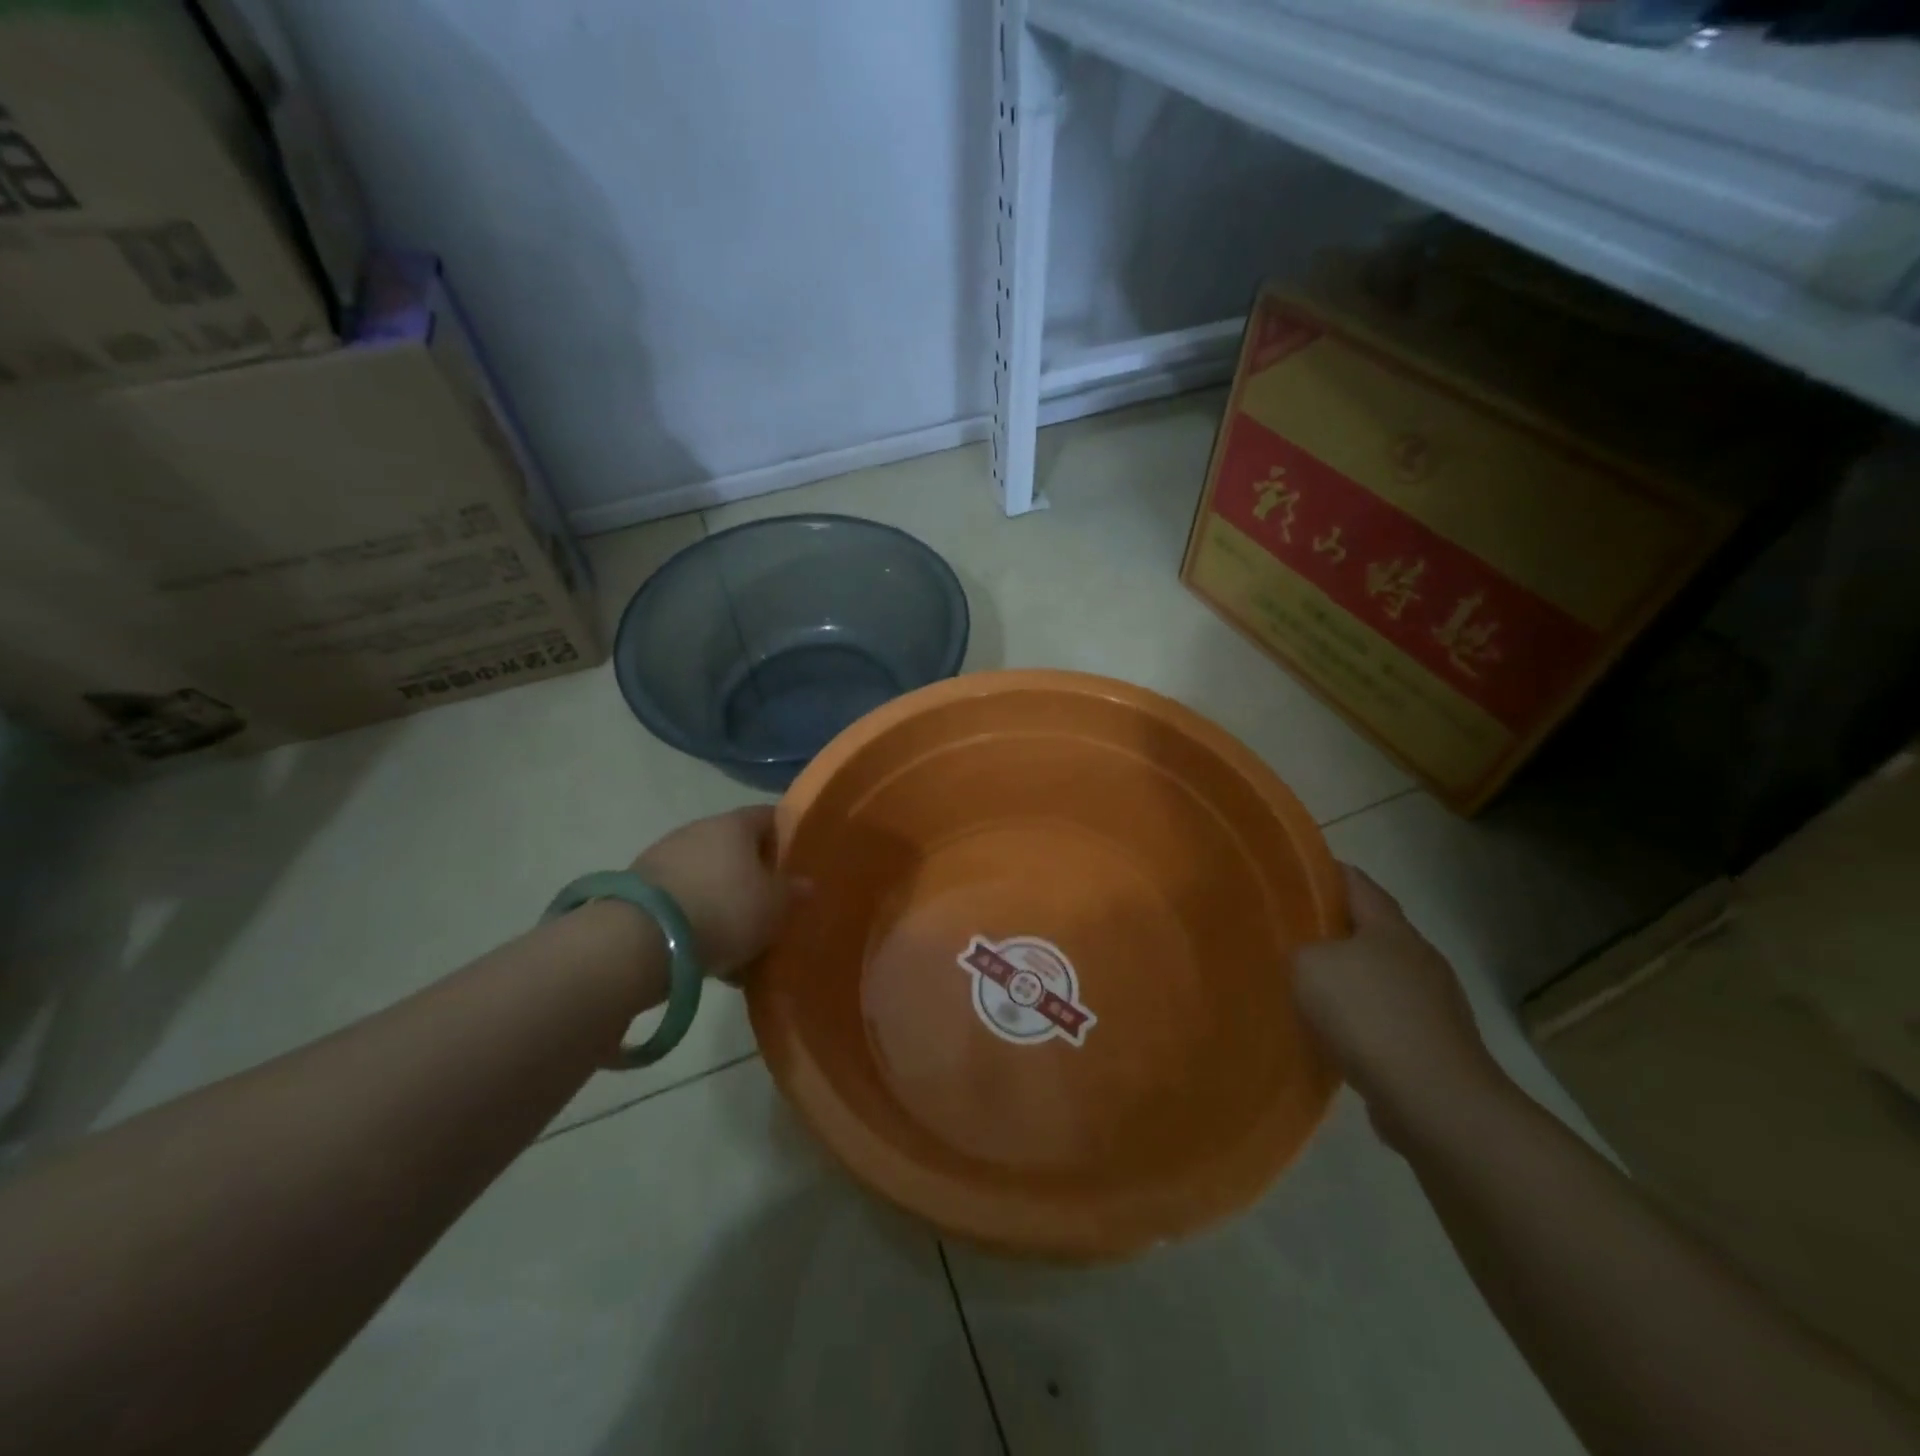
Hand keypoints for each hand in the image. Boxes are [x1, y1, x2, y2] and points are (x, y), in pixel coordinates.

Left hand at [634, 806, 793, 981]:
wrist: (641, 940)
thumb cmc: (724, 909)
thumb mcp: (774, 906)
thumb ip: (792, 892)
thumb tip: (803, 883)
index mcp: (734, 824)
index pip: (769, 816)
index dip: (786, 836)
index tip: (797, 864)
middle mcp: (698, 830)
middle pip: (735, 847)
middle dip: (753, 874)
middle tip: (770, 905)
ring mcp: (664, 857)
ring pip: (707, 876)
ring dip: (723, 899)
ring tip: (739, 939)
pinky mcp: (639, 889)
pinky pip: (682, 899)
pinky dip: (696, 918)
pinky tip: (708, 953)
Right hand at [1293, 864, 1505, 1141]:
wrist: (1435, 1101)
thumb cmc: (1368, 1016)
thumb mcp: (1308, 966)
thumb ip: (1299, 949)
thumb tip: (1305, 956)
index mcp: (1391, 928)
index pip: (1356, 883)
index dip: (1324, 872)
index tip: (1291, 873)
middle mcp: (1418, 956)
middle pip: (1370, 929)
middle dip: (1332, 928)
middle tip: (1289, 931)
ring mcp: (1434, 1002)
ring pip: (1379, 975)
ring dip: (1347, 977)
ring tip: (1307, 985)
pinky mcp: (1436, 1043)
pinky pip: (1387, 1017)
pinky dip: (1361, 1018)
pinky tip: (1334, 1033)